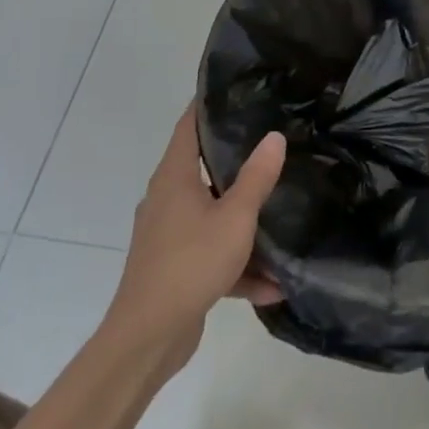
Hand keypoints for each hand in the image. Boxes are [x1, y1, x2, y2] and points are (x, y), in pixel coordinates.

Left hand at [105, 103, 285, 371]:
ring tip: (281, 214)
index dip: (207, 104)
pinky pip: (211, 254)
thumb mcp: (234, 217)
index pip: (188, 126)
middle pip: (202, 168)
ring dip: (243, 222)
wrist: (147, 339)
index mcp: (174, 178)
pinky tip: (272, 284)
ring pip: (212, 215)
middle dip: (236, 159)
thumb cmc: (189, 264)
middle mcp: (166, 199)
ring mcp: (168, 235)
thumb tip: (274, 136)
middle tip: (272, 143)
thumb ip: (256, 177)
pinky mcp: (174, 267)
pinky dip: (237, 265)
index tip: (235, 88)